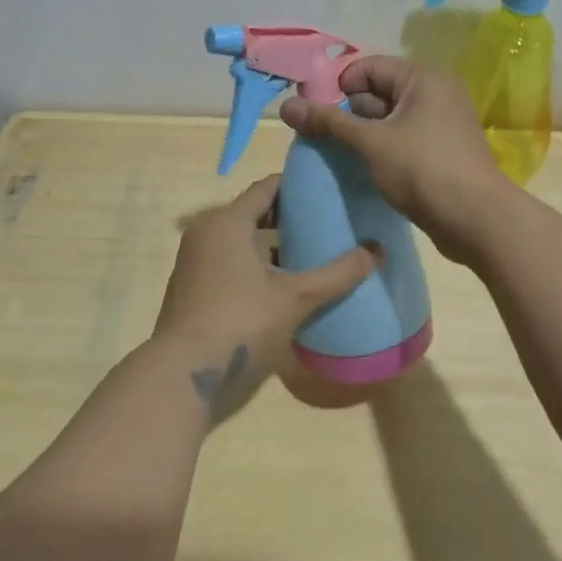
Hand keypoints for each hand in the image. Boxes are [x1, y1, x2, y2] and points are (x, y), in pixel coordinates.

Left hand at [154, 175, 379, 406]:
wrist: (184, 374)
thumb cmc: (241, 323)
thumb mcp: (296, 298)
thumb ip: (337, 273)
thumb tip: (377, 251)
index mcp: (227, 223)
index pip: (266, 188)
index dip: (296, 186)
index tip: (326, 189)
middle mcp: (206, 233)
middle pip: (252, 213)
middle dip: (287, 217)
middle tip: (325, 222)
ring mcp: (195, 262)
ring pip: (240, 241)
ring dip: (271, 244)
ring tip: (310, 253)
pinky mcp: (193, 288)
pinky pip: (229, 262)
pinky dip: (254, 265)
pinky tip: (282, 285)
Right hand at [278, 56, 515, 264]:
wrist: (476, 219)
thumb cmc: (423, 170)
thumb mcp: (371, 142)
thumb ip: (329, 122)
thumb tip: (285, 105)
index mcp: (423, 78)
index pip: (367, 67)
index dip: (336, 87)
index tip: (312, 114)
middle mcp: (434, 93)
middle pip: (377, 91)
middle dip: (345, 112)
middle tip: (316, 137)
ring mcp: (439, 123)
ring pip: (387, 119)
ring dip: (360, 134)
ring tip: (332, 154)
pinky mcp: (439, 151)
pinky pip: (400, 139)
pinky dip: (378, 149)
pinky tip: (359, 167)